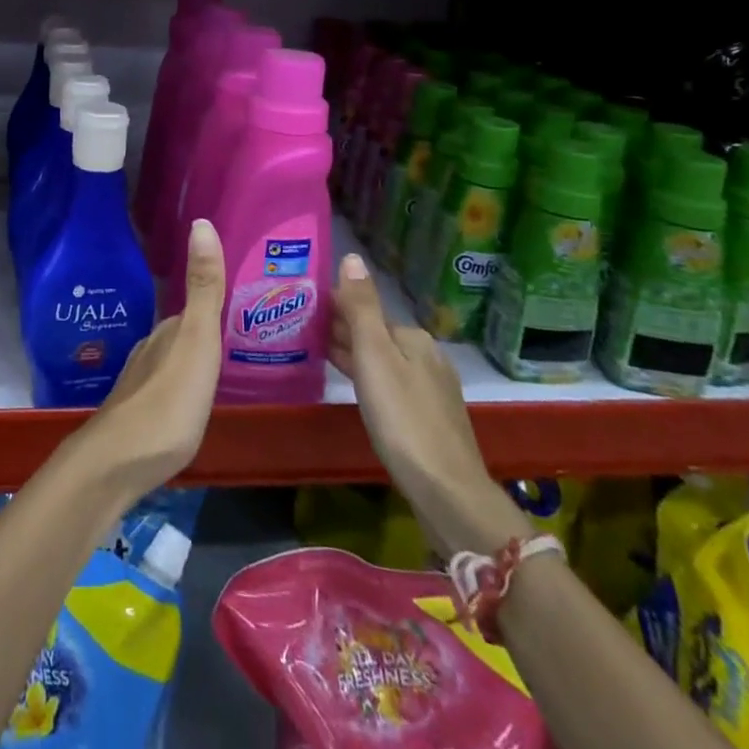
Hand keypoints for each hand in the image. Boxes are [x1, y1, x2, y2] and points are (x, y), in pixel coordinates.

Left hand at [79, 218, 225, 501]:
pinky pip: (167, 389)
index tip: (241, 300)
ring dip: (192, 359)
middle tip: (241, 332)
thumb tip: (201, 221)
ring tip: (222, 367)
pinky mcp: (138, 416)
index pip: (193, 307)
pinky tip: (192, 402)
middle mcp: (151, 350)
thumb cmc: (168, 400)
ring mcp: (141, 384)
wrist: (117, 463)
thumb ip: (203, 288)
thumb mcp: (197, 340)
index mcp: (168, 331)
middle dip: (204, 329)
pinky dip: (183, 387)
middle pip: (182, 333)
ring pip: (172, 360)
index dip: (213, 301)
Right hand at [331, 254, 529, 557]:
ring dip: (354, 355)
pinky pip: (391, 385)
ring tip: (317, 353)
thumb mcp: (374, 356)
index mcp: (413, 337)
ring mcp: (432, 390)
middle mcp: (427, 356)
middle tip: (302, 331)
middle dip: (343, 330)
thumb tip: (352, 256)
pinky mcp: (430, 419)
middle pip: (376, 335)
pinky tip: (354, 387)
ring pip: (384, 361)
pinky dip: (368, 379)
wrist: (446, 491)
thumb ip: (361, 307)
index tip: (303, 310)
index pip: (366, 311)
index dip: (334, 308)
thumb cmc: (402, 417)